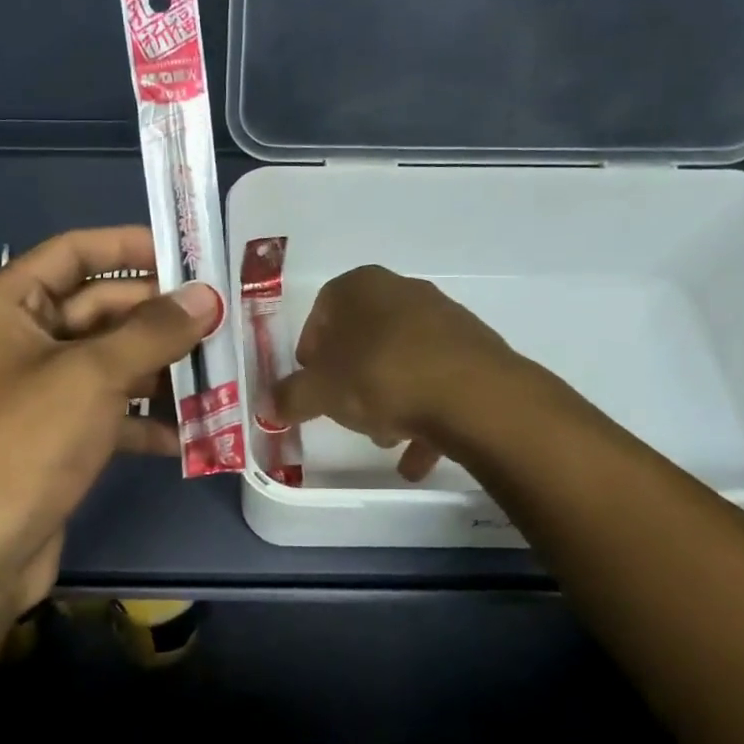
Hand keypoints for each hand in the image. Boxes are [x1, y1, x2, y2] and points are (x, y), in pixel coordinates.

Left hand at [0, 226, 219, 617]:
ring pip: (107, 365)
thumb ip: (152, 331)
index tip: (190, 255)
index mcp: (6, 306)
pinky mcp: (50, 441)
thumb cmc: (20, 443)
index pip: (74, 253)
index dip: (131, 246)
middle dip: (158, 317)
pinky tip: (190, 434)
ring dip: (158, 371)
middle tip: (222, 320)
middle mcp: (17, 342)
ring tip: (220, 373)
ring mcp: (34, 395)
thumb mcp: (91, 376)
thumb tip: (206, 295)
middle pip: (97, 310)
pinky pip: (105, 414)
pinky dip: (142, 421)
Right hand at [275, 265, 524, 481]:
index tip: (311, 383)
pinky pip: (437, 382)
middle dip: (350, 378)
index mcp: (361, 287)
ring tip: (384, 438)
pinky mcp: (475, 352)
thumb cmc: (381, 377)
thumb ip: (290, 398)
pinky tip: (416, 456)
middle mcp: (404, 292)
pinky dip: (424, 416)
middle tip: (344, 411)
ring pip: (402, 360)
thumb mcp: (320, 393)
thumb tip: (267, 405)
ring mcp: (445, 320)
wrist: (475, 398)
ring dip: (387, 400)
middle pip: (364, 336)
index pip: (323, 309)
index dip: (311, 349)